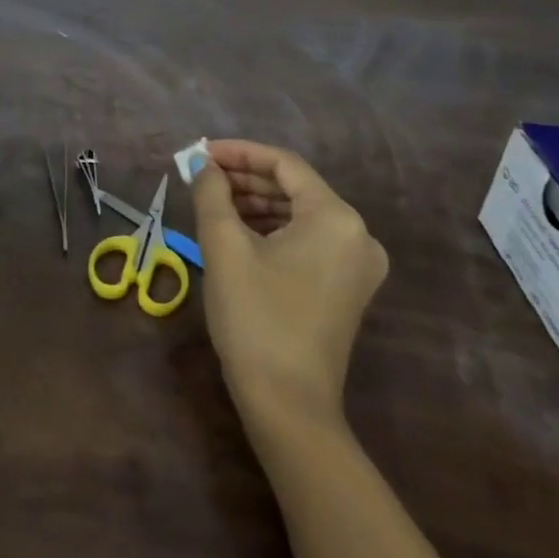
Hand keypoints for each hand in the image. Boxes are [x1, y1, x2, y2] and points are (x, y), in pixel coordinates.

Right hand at [192, 139, 387, 425]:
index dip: (239, 152)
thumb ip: (212, 193)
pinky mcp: (347, 287)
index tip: (201, 153)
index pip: (284, 164)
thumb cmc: (256, 316)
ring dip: (256, 202)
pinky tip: (238, 230)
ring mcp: (357, 264)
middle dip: (245, 177)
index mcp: (335, 217)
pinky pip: (307, 239)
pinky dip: (273, 228)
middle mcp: (357, 234)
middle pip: (294, 187)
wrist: (288, 404)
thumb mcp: (224, 246)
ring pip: (300, 213)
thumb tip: (203, 165)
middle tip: (202, 177)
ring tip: (212, 201)